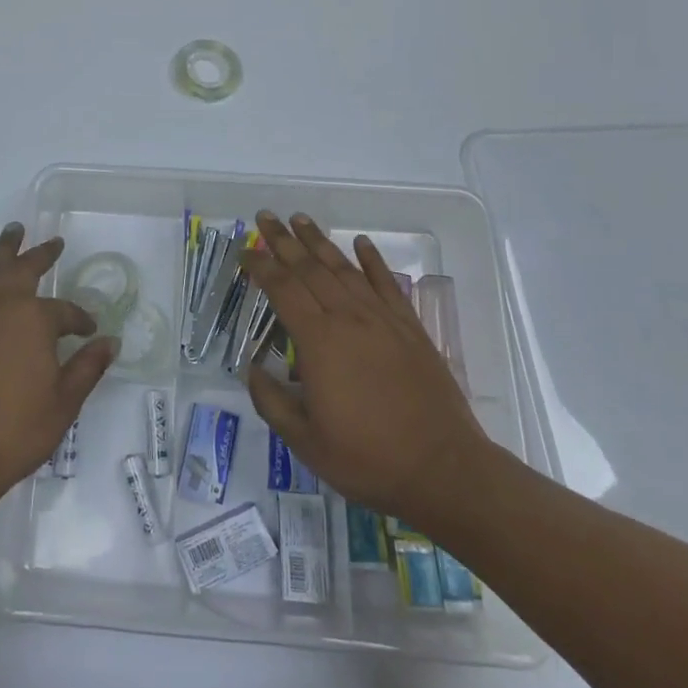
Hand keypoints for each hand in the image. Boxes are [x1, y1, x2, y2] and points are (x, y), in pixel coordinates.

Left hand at [0, 224, 118, 497]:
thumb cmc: (15, 431)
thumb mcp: (64, 402)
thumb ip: (88, 367)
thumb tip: (110, 342)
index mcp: (33, 317)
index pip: (65, 311)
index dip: (80, 320)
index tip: (88, 330)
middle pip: (22, 267)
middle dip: (41, 254)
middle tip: (53, 243)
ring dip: (3, 251)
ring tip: (12, 235)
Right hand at [242, 212, 498, 535]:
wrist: (443, 470)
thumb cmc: (368, 459)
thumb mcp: (305, 442)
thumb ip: (272, 402)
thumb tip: (251, 369)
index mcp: (319, 341)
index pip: (282, 289)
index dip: (261, 266)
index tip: (244, 250)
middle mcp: (348, 318)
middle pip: (310, 269)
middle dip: (284, 241)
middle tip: (265, 217)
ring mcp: (382, 320)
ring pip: (344, 269)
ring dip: (319, 241)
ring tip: (300, 219)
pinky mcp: (410, 328)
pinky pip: (387, 284)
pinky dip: (373, 260)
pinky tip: (361, 243)